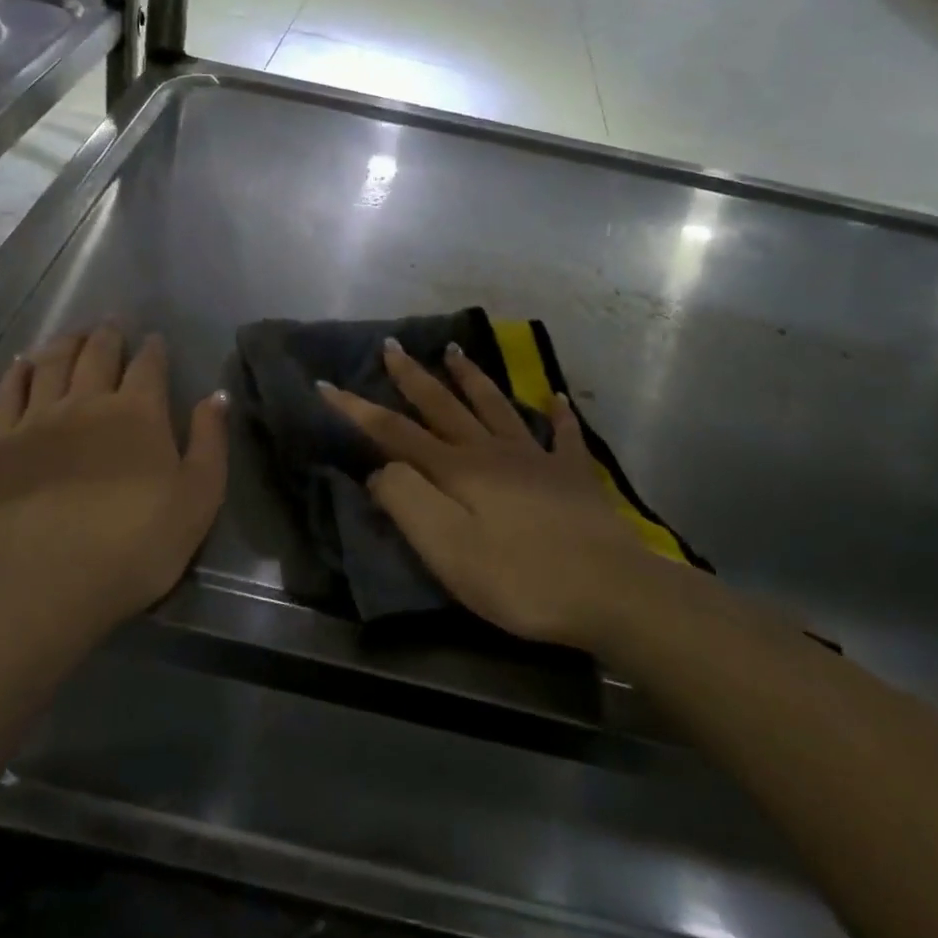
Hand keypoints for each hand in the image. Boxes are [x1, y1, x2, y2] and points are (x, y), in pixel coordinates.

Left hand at [0, 326, 228, 641]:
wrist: (45, 589)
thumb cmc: (135, 548)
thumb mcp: (197, 500)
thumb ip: (209, 442)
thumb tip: (216, 395)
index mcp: (137, 413)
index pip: (148, 365)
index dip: (153, 349)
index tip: (155, 339)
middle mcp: (86, 402)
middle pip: (97, 354)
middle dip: (109, 334)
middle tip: (113, 322)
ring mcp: (36, 420)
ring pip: (52, 363)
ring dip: (66, 342)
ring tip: (74, 332)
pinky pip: (8, 393)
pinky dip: (19, 371)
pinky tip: (24, 362)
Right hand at [320, 339, 661, 651]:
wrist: (611, 591)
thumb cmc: (520, 578)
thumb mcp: (447, 549)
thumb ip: (406, 502)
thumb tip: (380, 469)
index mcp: (456, 470)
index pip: (394, 432)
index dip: (356, 409)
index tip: (325, 385)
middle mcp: (491, 452)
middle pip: (443, 406)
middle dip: (412, 377)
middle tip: (392, 346)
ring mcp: (536, 459)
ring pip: (495, 407)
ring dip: (471, 377)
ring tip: (454, 350)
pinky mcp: (573, 476)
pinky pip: (563, 434)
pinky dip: (556, 412)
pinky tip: (553, 396)